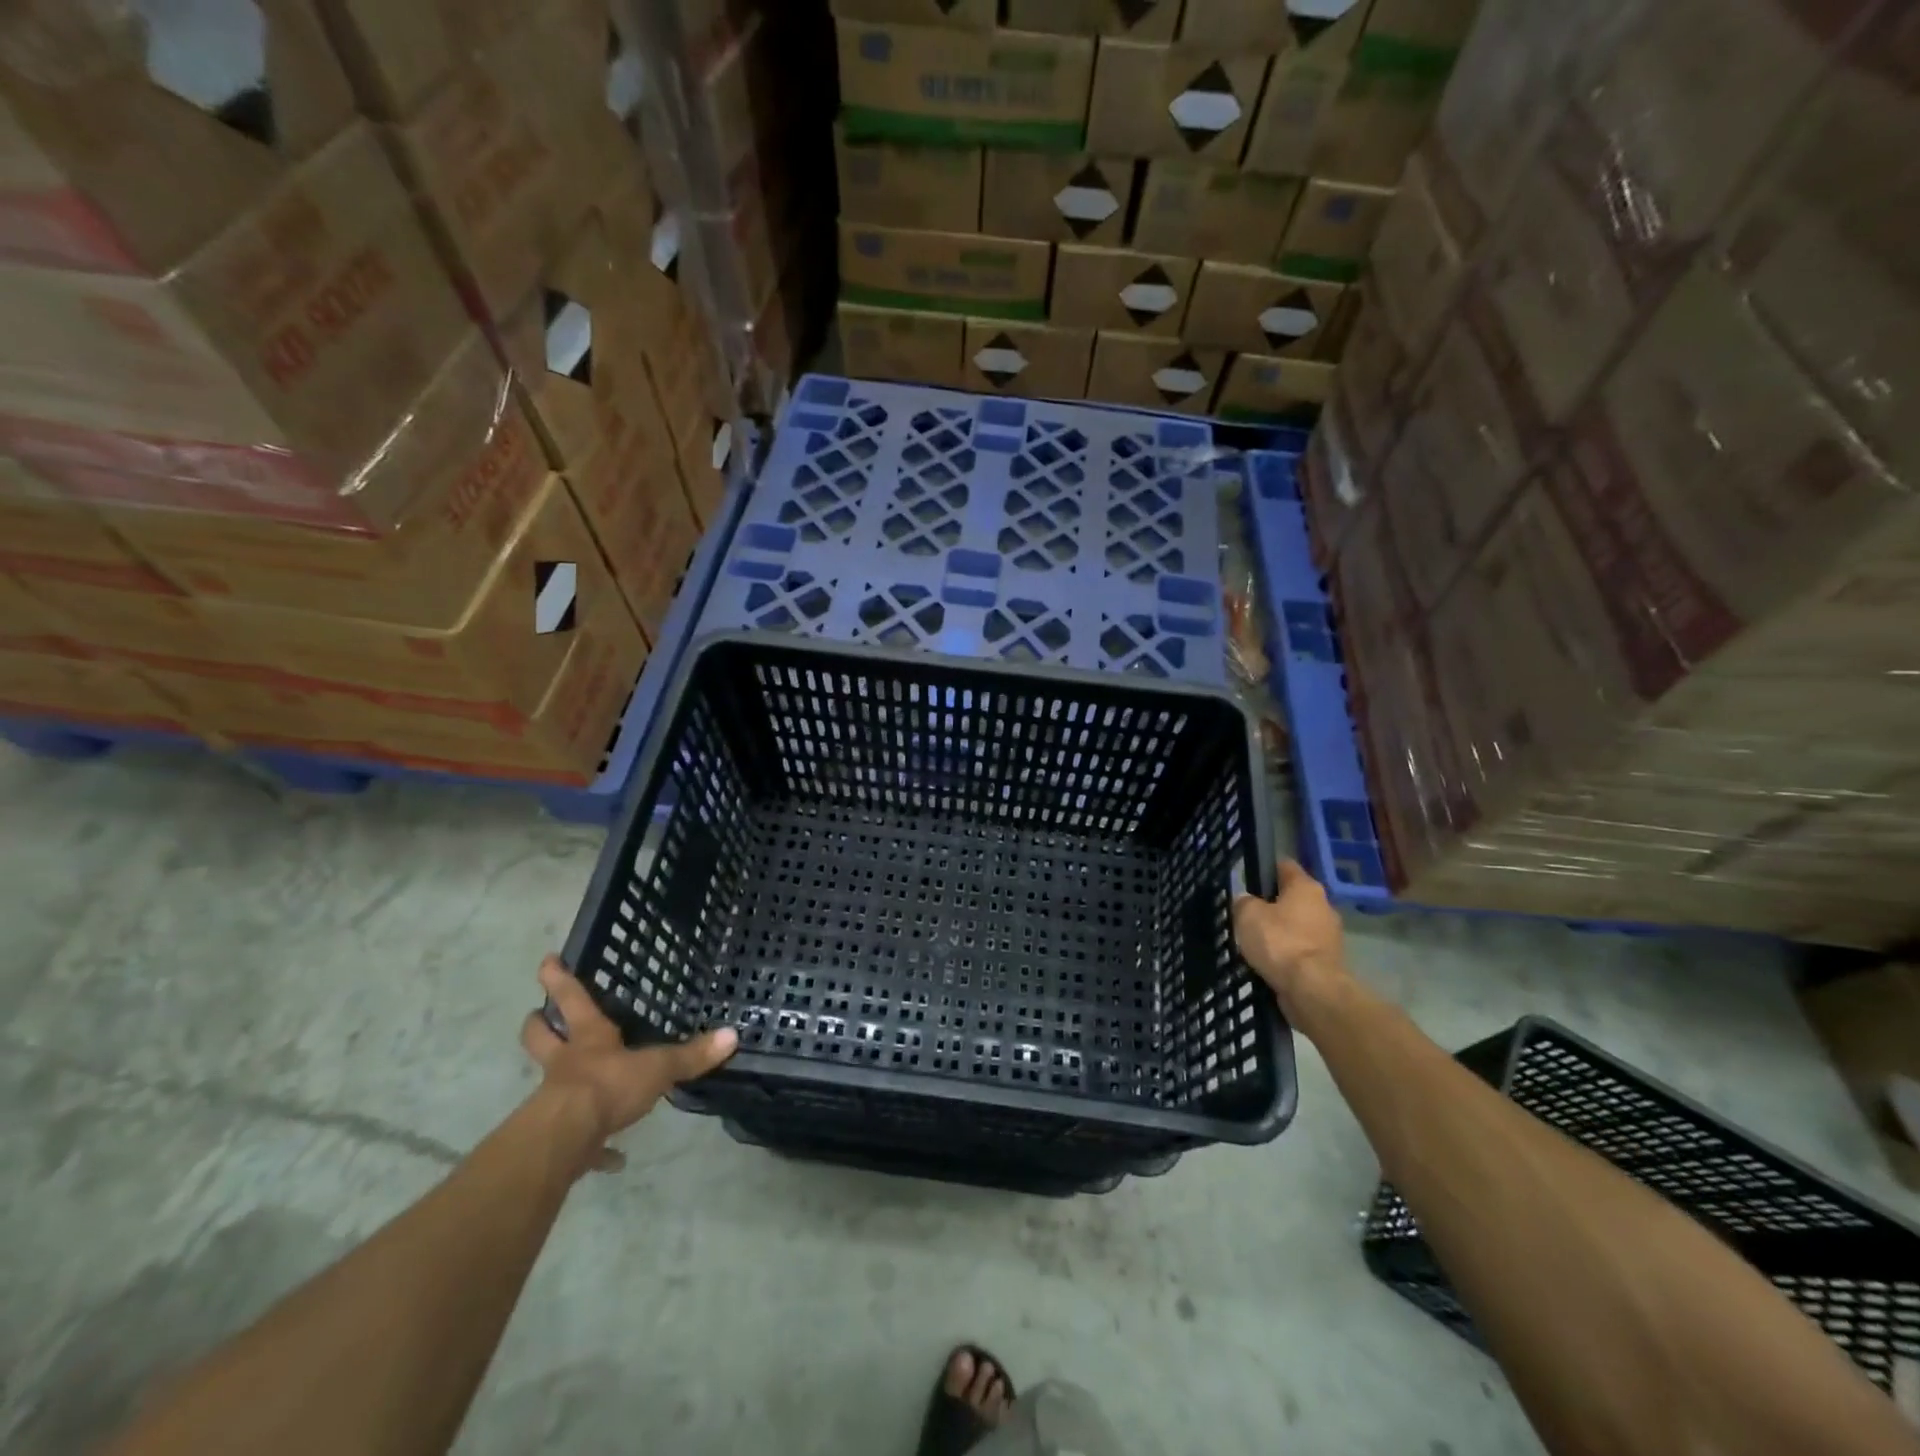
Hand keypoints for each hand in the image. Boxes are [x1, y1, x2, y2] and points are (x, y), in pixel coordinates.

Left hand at [520, 956, 737, 1170]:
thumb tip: (732, 1035)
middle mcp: (567, 1063)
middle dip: (539, 1025)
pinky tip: (612, 1160)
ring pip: (547, 1082)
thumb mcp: (658, 1067)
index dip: (559, 979)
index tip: (547, 961)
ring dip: (555, 1080)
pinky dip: (592, 1150)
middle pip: (542, 1037)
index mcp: (589, 1038)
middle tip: (537, 1014)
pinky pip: (577, 1143)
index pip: (572, 999)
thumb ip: (692, 1054)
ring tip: (574, 1087)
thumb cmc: (609, 1086)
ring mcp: (556, 1100)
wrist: (566, 1141)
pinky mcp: (558, 1138)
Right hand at [1233, 859, 1349, 1020]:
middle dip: (1272, 905)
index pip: (1285, 866)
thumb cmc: (1279, 942)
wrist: (1312, 989)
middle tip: (1247, 914)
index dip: (1265, 869)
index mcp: (1306, 887)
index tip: (1248, 878)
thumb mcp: (1247, 915)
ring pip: (1298, 925)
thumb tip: (1246, 901)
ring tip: (1255, 942)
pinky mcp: (1329, 962)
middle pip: (1293, 897)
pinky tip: (1270, 962)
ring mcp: (1330, 935)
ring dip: (1281, 931)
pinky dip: (1288, 954)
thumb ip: (1243, 902)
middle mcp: (1324, 906)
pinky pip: (1302, 950)